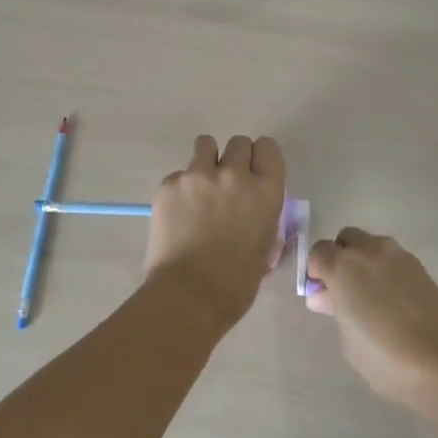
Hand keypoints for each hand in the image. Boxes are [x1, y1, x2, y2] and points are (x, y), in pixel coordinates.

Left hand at [144, 135, 286, 330]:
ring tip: (200, 187)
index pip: (268, 148)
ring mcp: (199, 176)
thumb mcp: (265, 246)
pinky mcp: (169, 184)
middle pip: (239, 142)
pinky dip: (180, 188)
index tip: (254, 172)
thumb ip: (263, 217)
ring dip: (206, 161)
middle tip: (226, 183)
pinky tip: (178, 213)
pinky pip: (179, 173)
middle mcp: (235, 175)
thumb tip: (255, 211)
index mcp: (266, 192)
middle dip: (234, 158)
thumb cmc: (236, 283)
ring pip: (205, 144)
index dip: (260, 158)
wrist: (189, 296)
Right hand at [305, 228, 437, 404]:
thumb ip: (335, 311)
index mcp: (343, 265)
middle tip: (344, 292)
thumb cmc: (387, 358)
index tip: (321, 295)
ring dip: (364, 262)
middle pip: (346, 240)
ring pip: (372, 246)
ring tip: (371, 298)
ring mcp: (399, 256)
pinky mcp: (422, 268)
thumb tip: (327, 296)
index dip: (316, 272)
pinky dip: (386, 272)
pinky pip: (393, 260)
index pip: (318, 252)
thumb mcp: (349, 341)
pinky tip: (393, 302)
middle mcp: (369, 251)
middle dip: (340, 258)